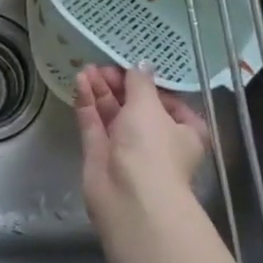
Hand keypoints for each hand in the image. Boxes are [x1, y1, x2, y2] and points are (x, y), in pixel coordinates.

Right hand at [74, 63, 212, 233]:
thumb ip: (140, 82)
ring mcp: (126, 147)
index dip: (150, 83)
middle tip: (102, 65)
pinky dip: (87, 103)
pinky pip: (94, 123)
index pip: (168, 101)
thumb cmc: (151, 148)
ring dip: (101, 90)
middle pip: (136, 105)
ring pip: (112, 113)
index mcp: (183, 131)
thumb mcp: (149, 106)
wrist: (129, 198)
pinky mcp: (100, 153)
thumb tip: (141, 64)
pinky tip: (79, 81)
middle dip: (119, 84)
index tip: (131, 66)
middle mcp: (155, 139)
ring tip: (86, 68)